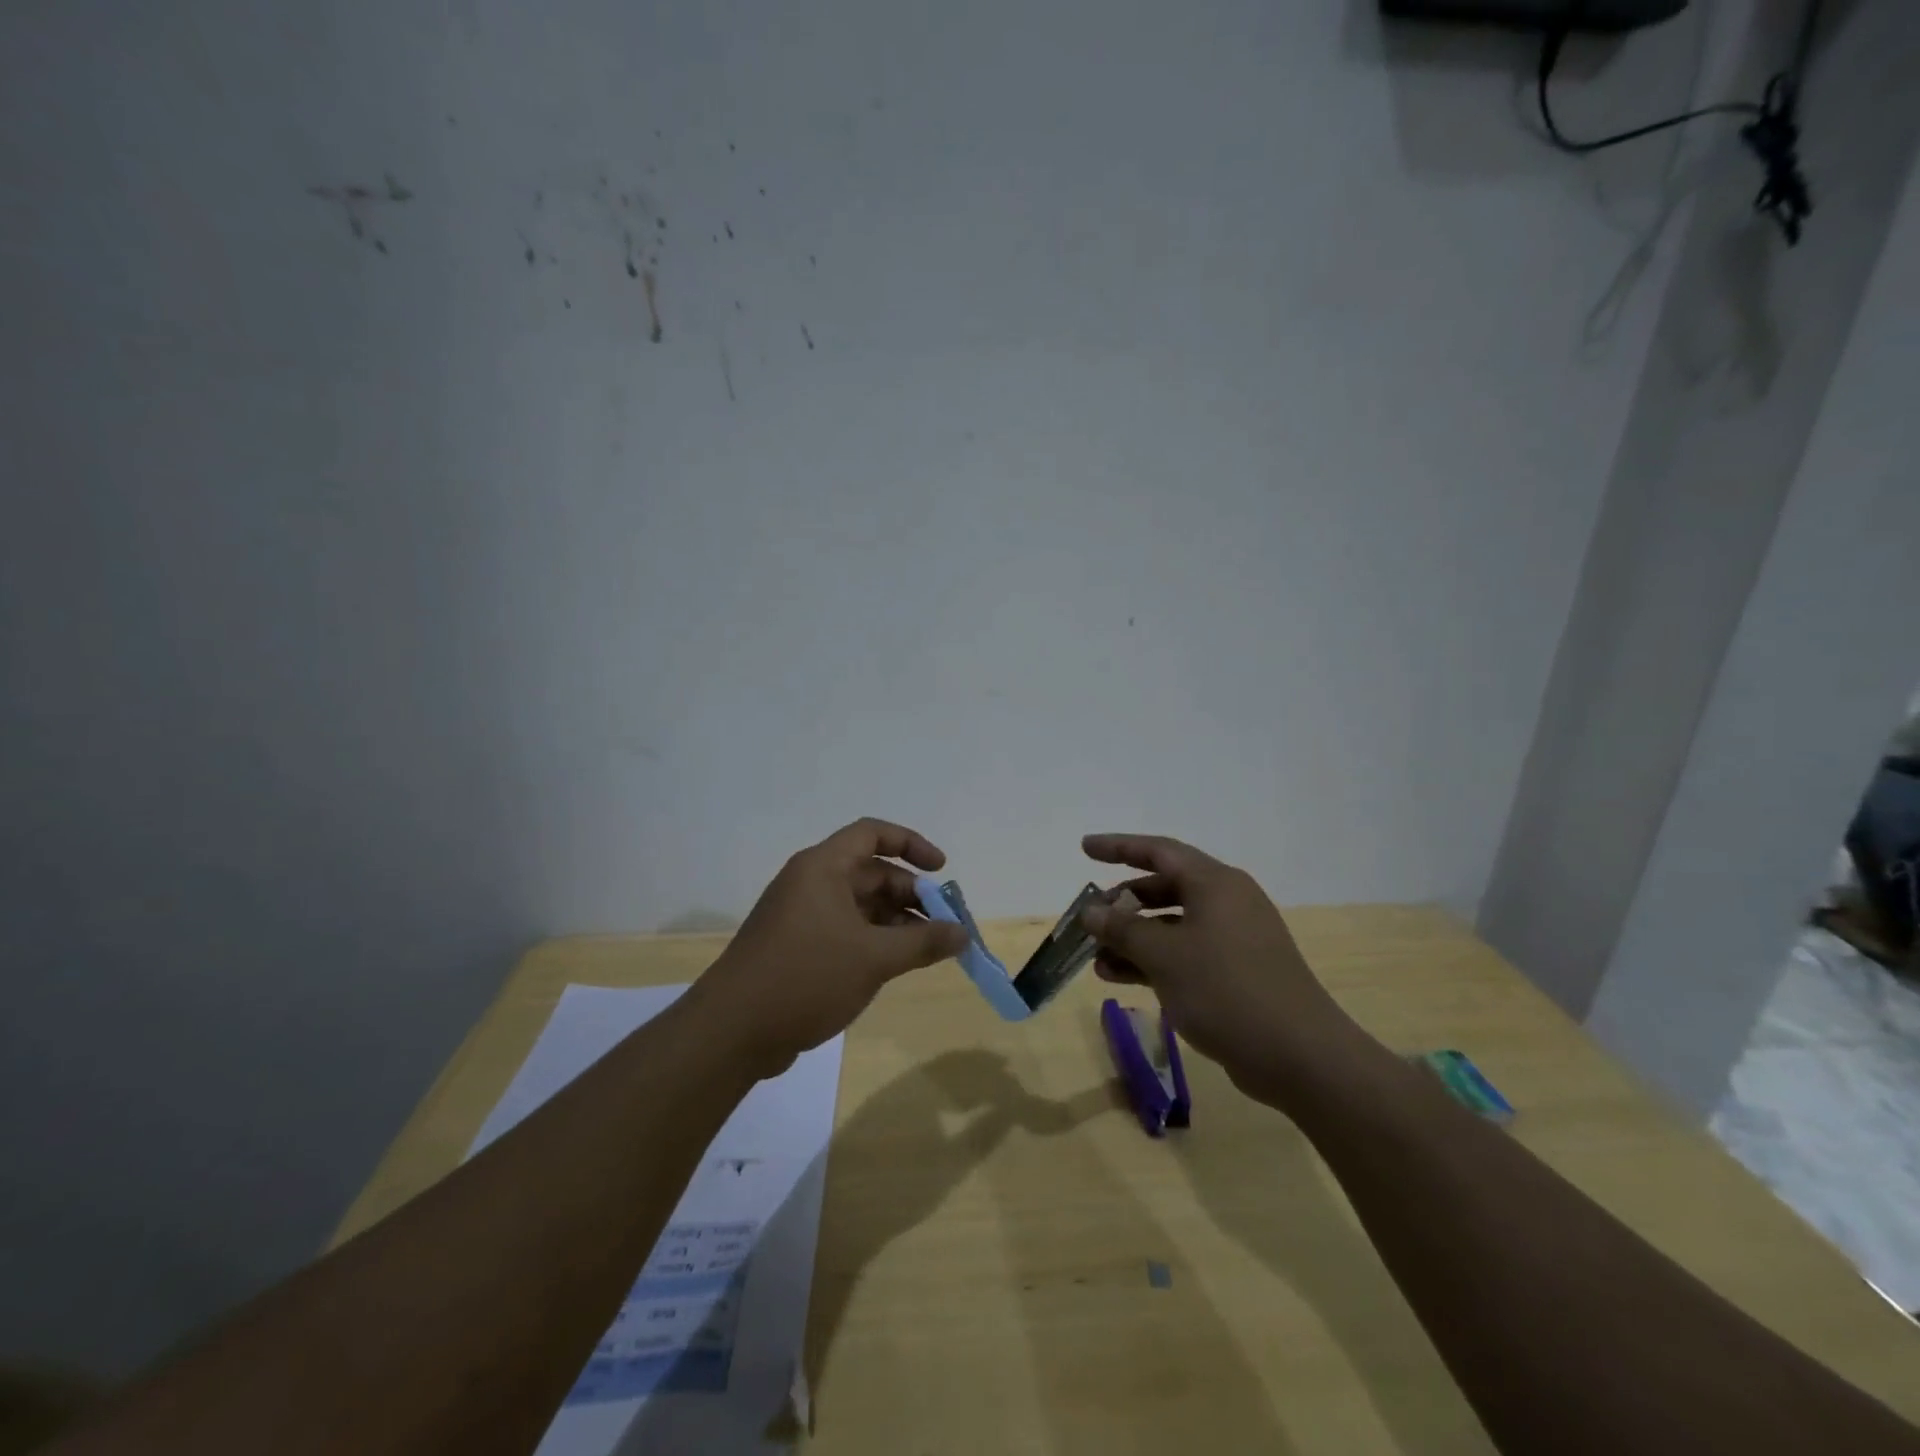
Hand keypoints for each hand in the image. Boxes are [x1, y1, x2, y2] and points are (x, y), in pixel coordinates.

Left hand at [691, 818, 968, 1075]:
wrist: (732, 1031)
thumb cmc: (806, 977)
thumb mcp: (873, 958)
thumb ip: (923, 943)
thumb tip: (962, 933)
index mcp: (823, 867)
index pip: (872, 833)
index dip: (911, 844)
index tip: (941, 870)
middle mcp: (811, 883)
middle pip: (871, 873)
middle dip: (911, 895)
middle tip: (945, 924)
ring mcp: (801, 916)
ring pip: (860, 906)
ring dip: (896, 921)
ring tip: (928, 950)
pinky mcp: (797, 947)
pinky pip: (846, 930)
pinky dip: (874, 940)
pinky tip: (895, 966)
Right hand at [1079, 833, 1368, 1103]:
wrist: (1298, 1056)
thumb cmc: (1226, 990)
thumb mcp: (1164, 956)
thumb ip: (1123, 929)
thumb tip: (1091, 912)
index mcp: (1215, 883)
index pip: (1158, 851)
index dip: (1118, 847)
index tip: (1084, 847)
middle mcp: (1226, 902)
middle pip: (1164, 888)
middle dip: (1123, 904)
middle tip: (1091, 920)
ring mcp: (1234, 939)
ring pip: (1172, 926)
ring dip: (1133, 939)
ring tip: (1096, 961)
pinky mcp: (1237, 972)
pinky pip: (1185, 954)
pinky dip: (1153, 961)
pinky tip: (1120, 979)